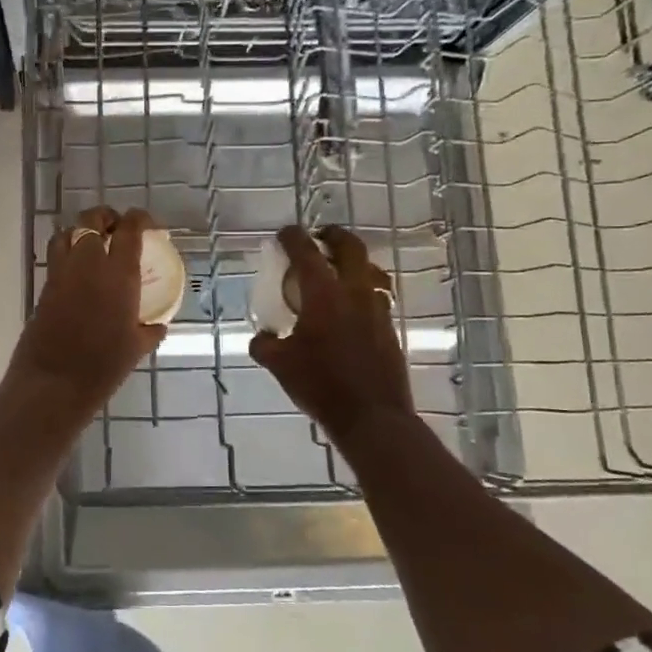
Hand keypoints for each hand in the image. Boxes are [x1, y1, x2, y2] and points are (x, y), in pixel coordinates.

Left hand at [9, 206, 166, 412]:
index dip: (140, 219)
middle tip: (118, 229)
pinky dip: (67, 251)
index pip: (130, 230)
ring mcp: (62, 273)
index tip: (149, 224)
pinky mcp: (45, 286)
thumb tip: (158, 325)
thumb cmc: (102, 367)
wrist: (53, 383)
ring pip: (68, 232)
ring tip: (94, 244)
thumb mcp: (136, 349)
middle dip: (107, 217)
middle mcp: (89, 264)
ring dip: (82, 231)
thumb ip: (150, 331)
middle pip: (92, 220)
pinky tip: (79, 271)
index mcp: (118, 275)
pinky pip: (56, 255)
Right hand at [250, 226, 413, 445]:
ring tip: (338, 271)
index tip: (284, 233)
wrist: (372, 418)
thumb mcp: (280, 365)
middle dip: (334, 236)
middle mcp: (354, 293)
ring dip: (353, 262)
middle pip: (351, 248)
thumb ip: (264, 344)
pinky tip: (350, 308)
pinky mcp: (389, 328)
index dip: (293, 237)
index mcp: (324, 295)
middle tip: (320, 238)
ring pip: (370, 270)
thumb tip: (262, 336)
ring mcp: (377, 309)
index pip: (307, 252)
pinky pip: (377, 296)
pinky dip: (362, 290)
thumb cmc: (321, 386)